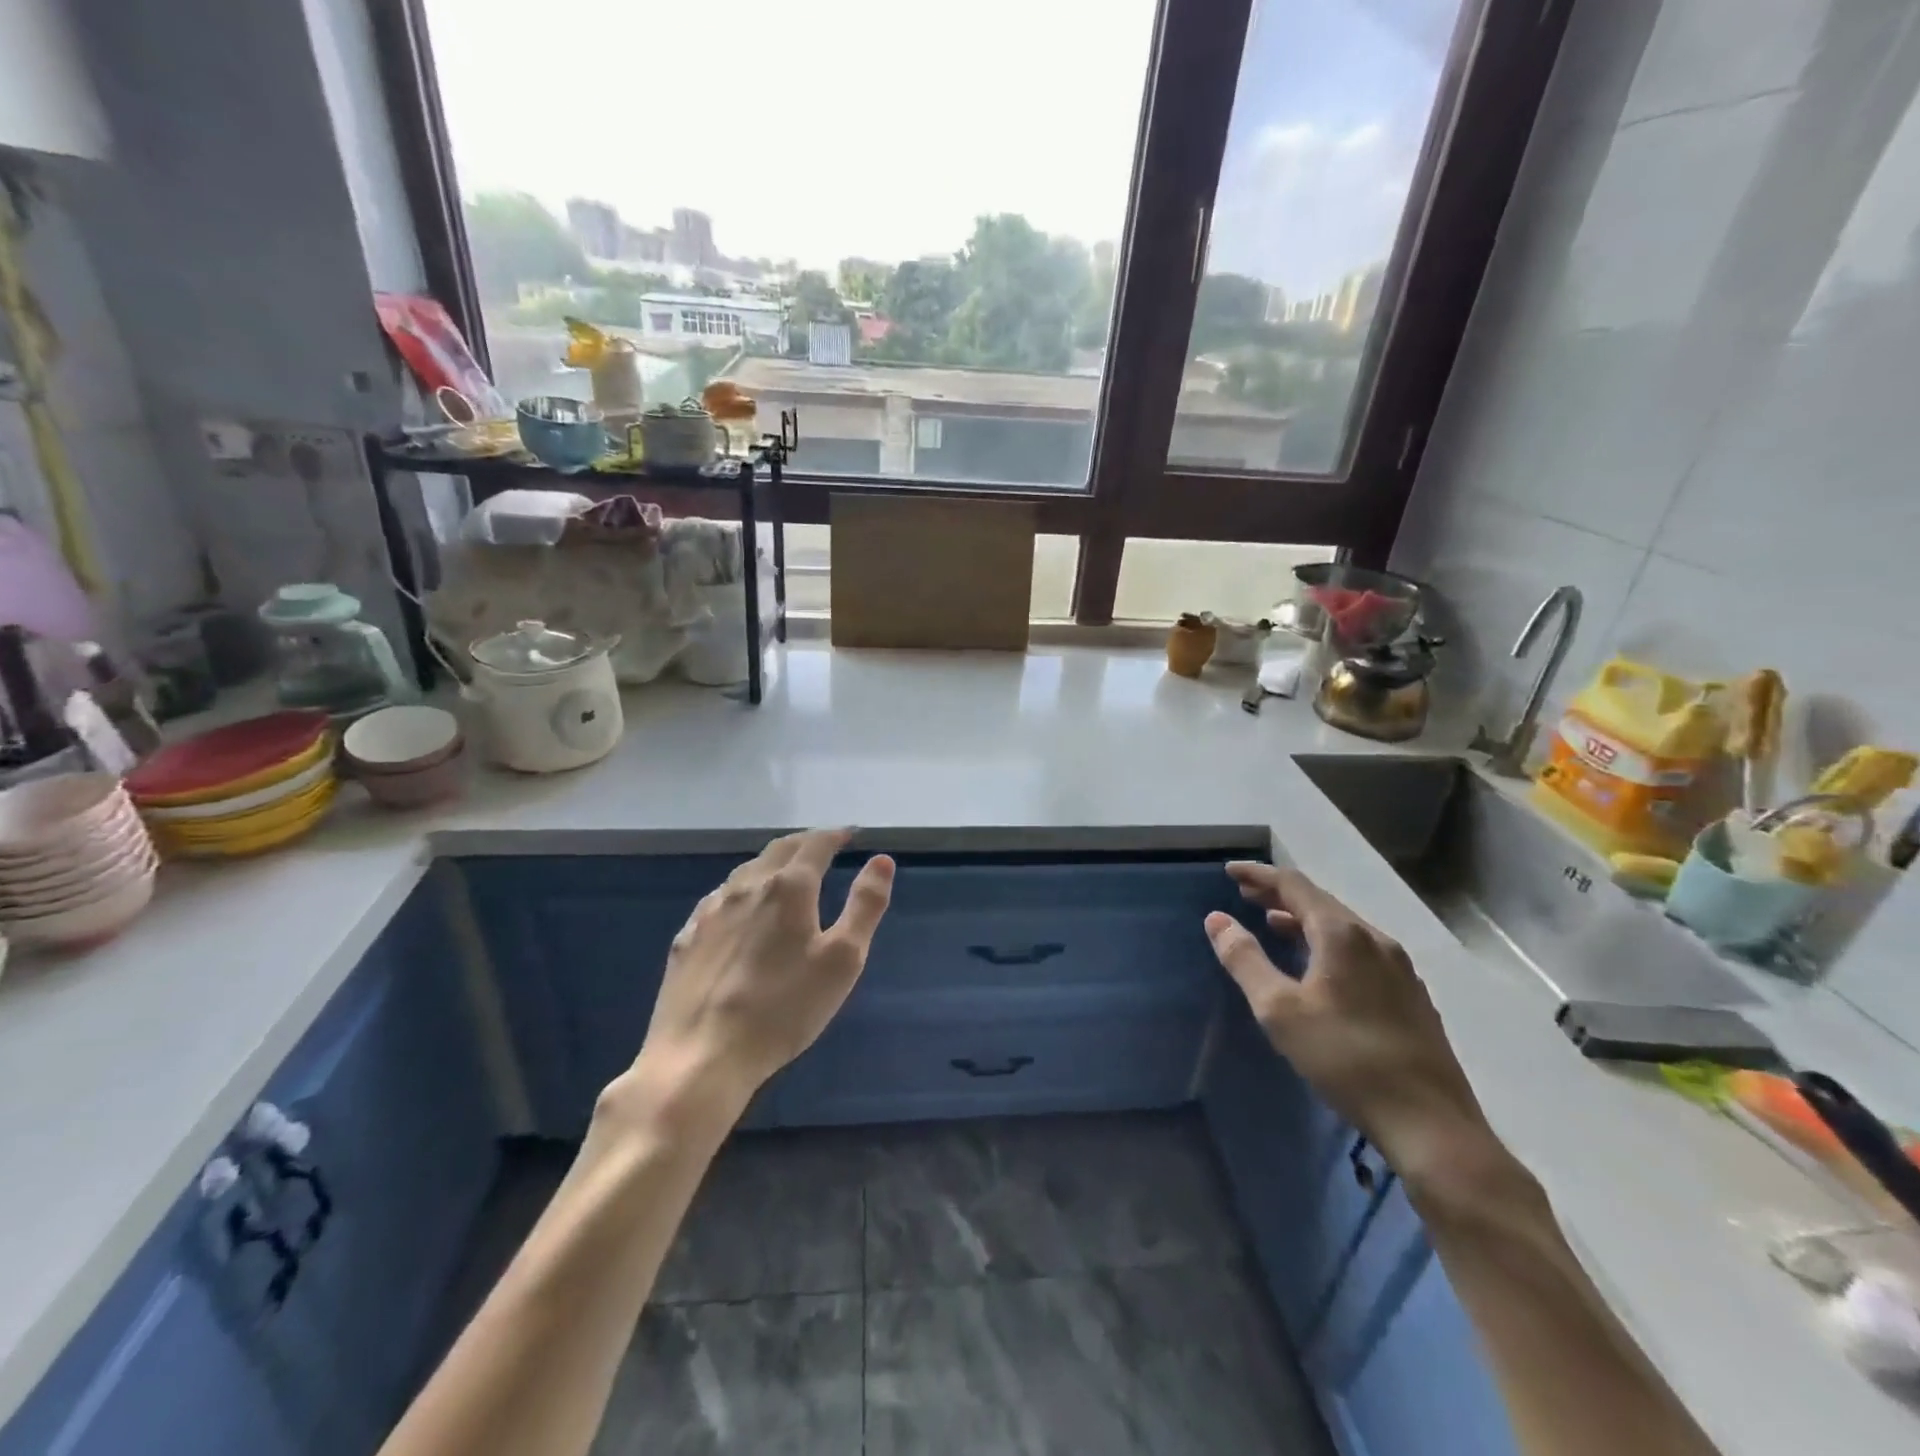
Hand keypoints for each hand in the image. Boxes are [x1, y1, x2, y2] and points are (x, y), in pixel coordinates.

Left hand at [620, 829, 894, 1123]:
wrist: (701, 1055)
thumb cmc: (784, 1009)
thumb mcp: (843, 960)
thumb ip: (865, 906)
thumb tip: (881, 860)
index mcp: (788, 887)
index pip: (815, 844)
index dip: (835, 835)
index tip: (850, 834)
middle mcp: (746, 887)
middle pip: (778, 850)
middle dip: (804, 842)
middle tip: (822, 846)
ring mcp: (710, 911)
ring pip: (745, 872)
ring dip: (771, 863)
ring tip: (785, 873)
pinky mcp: (686, 937)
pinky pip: (719, 899)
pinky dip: (741, 891)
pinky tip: (740, 910)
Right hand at [1205, 862, 1487, 1183]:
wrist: (1430, 1123)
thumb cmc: (1344, 1059)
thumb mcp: (1279, 1010)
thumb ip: (1245, 959)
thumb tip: (1217, 919)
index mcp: (1342, 934)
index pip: (1294, 886)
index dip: (1259, 875)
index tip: (1230, 871)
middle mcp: (1375, 939)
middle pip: (1320, 902)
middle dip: (1280, 895)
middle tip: (1246, 894)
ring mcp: (1399, 967)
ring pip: (1343, 927)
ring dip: (1303, 919)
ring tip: (1273, 924)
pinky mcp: (1411, 995)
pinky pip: (1360, 949)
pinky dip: (1327, 942)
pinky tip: (1318, 966)